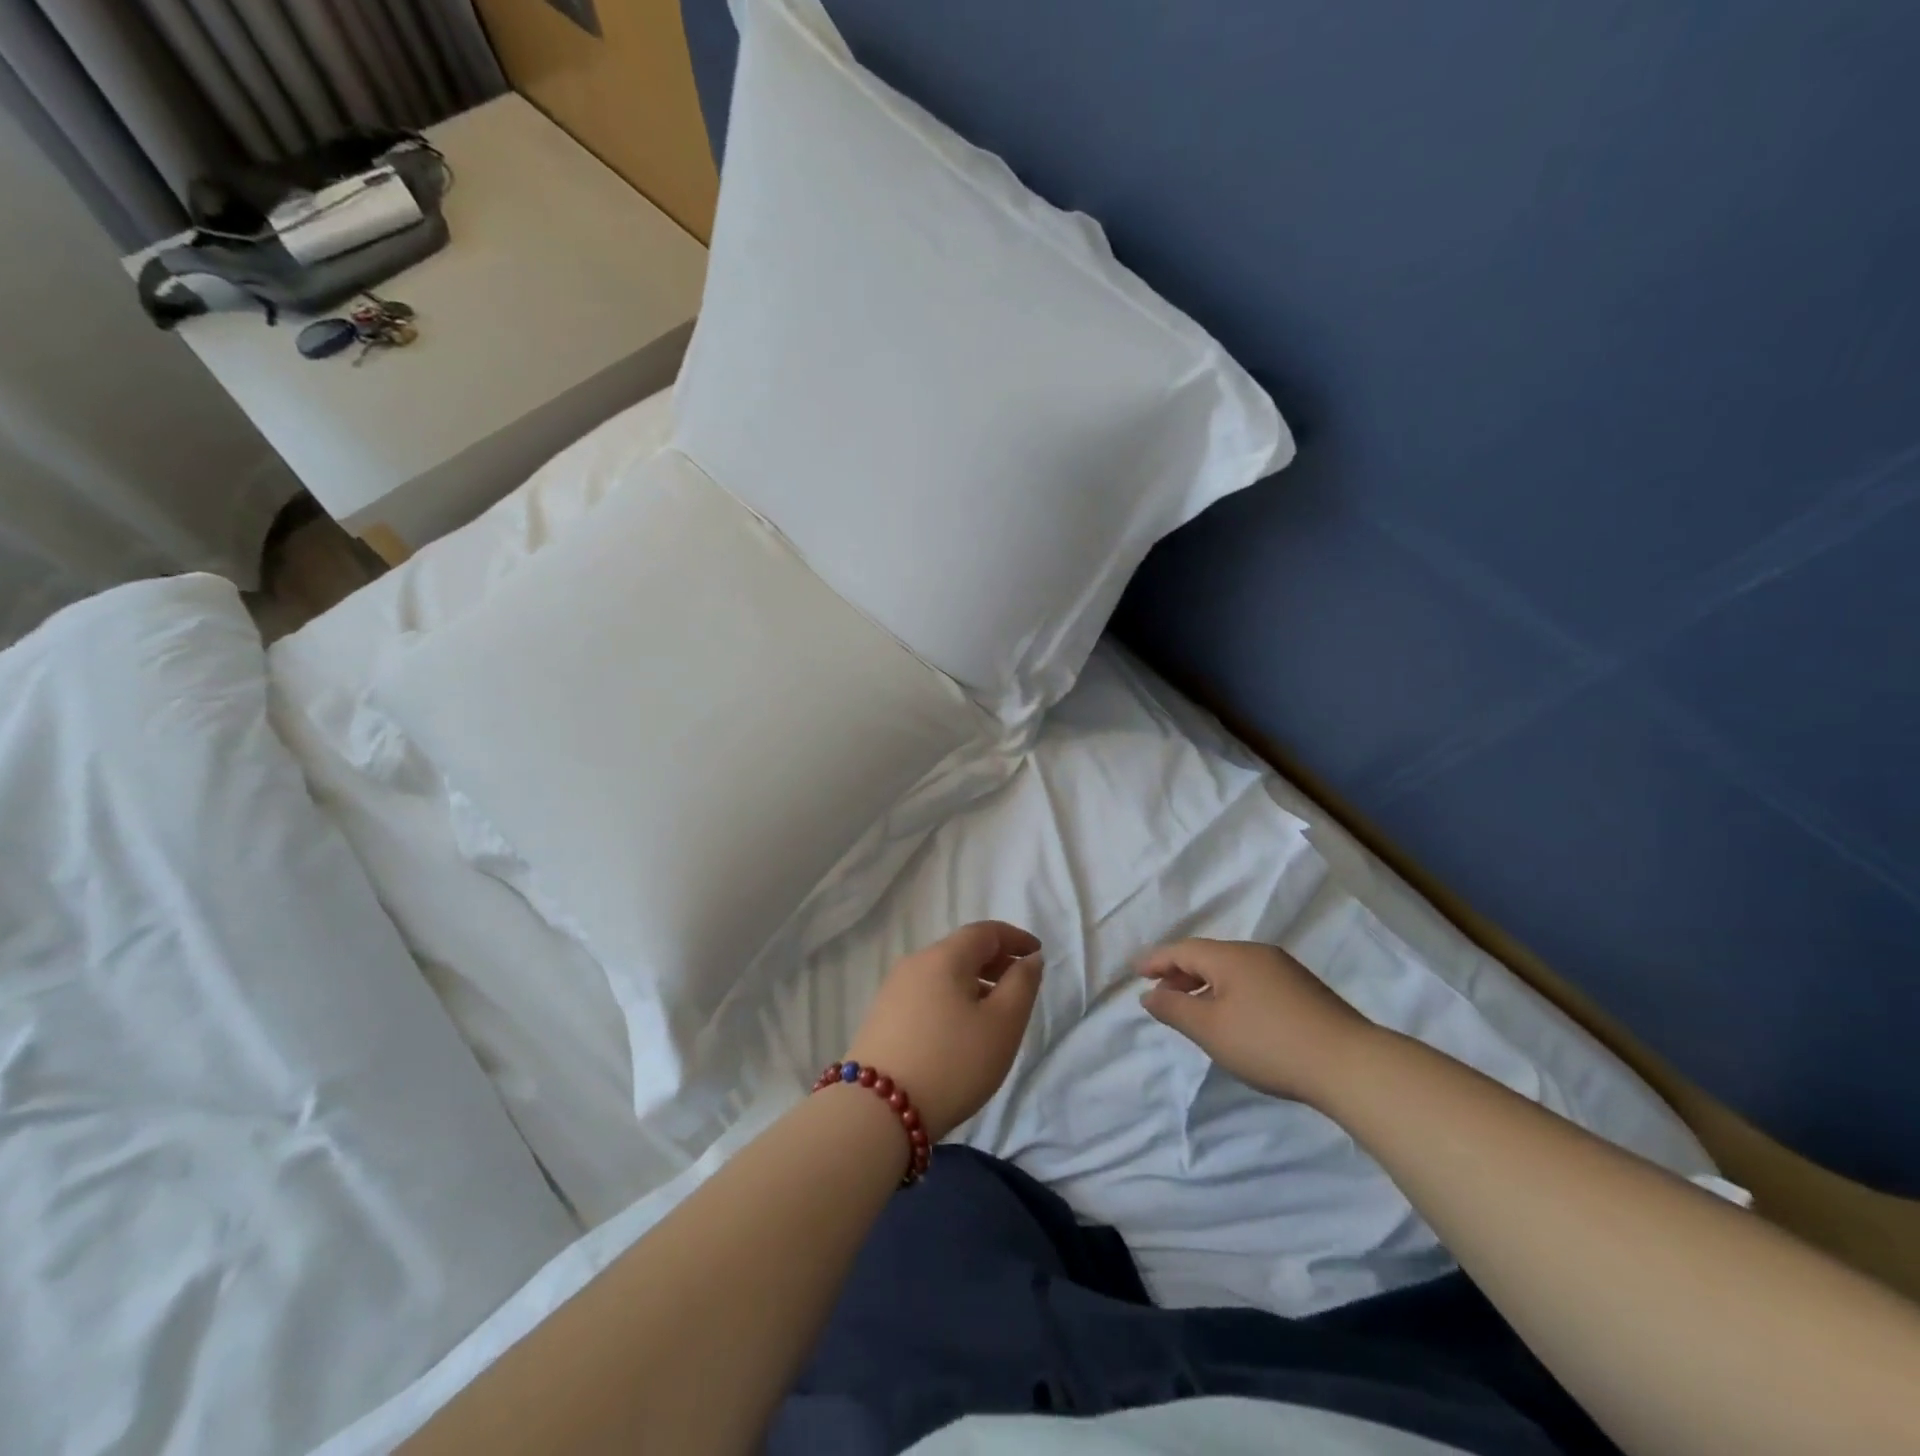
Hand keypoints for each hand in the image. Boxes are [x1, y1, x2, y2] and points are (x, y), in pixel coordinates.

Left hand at [847, 921, 1043, 1139]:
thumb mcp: (1002, 1025)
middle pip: (961, 950)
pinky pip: (927, 994)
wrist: (876, 1111)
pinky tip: (960, 1029)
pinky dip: (951, 998)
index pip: (985, 932)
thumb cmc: (952, 1063)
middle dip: (995, 960)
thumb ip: (1022, 985)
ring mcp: (893, 990)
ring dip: (973, 982)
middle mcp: (915, 963)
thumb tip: (1029, 959)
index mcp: (944, 956)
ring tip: (994, 1011)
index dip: (1015, 938)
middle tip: (1020, 983)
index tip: (1038, 953)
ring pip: (943, 973)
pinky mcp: (882, 1017)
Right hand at [1139, 938, 1377, 1105]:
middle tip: (1160, 991)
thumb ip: (1174, 1008)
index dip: (1156, 960)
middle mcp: (1257, 954)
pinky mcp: (1304, 990)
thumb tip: (1149, 994)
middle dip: (1180, 971)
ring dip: (1205, 983)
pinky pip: (1253, 980)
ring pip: (1232, 968)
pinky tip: (1233, 1016)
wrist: (1350, 1064)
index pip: (1182, 949)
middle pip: (1208, 955)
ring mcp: (1284, 970)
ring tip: (1193, 1007)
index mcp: (1231, 957)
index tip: (1135, 971)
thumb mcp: (1210, 1029)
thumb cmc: (1268, 1043)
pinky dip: (1230, 991)